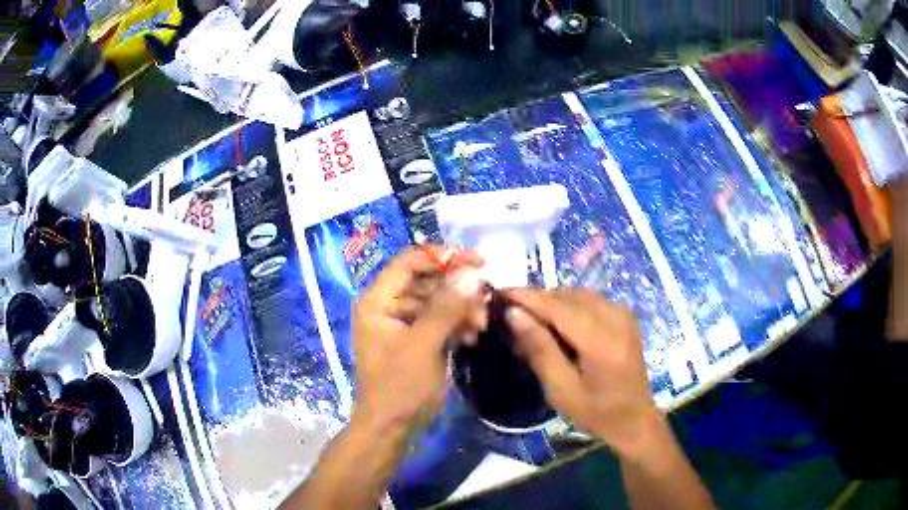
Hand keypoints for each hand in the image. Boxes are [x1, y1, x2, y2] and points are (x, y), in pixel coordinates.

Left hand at [351, 248, 486, 432]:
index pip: (409, 262)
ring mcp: (400, 323)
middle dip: (457, 289)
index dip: (443, 257)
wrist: (391, 428)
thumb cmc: (400, 387)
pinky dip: (456, 324)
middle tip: (486, 299)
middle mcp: (386, 305)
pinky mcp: (414, 340)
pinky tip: (473, 335)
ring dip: (460, 309)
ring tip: (482, 324)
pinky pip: (438, 320)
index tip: (478, 262)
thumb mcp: (424, 345)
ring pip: (436, 301)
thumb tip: (470, 273)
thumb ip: (446, 307)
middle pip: (425, 281)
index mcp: (377, 300)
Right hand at [504, 288, 662, 456]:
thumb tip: (514, 313)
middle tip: (512, 317)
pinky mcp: (624, 316)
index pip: (558, 306)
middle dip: (538, 300)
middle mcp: (616, 317)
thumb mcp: (561, 389)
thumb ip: (539, 348)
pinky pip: (590, 300)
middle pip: (568, 295)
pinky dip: (569, 306)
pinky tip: (558, 324)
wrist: (634, 419)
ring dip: (553, 302)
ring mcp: (623, 314)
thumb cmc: (595, 412)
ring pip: (578, 294)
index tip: (499, 293)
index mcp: (602, 341)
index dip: (527, 297)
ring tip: (532, 322)